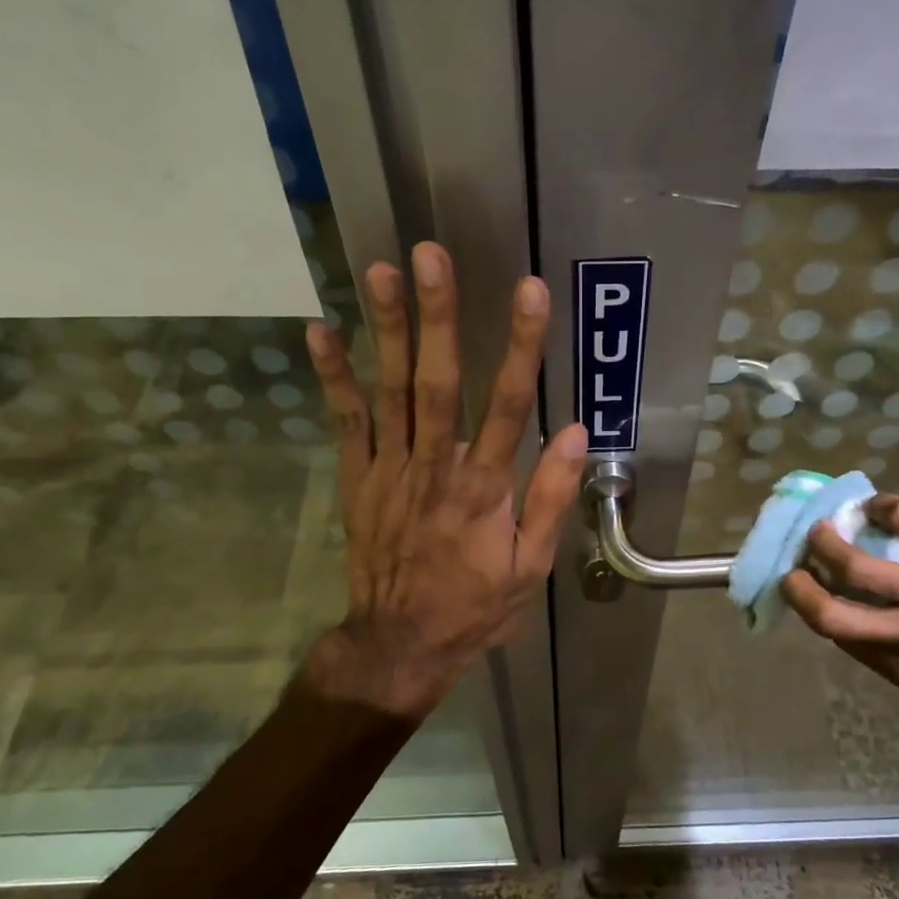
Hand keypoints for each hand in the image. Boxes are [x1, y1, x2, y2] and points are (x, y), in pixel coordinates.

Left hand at [300, 242, 588, 721]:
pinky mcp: (358, 478)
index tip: (529, 292)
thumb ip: (551, 498)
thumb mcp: (530, 566)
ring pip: (389, 391)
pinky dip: (333, 376)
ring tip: (382, 270)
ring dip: (385, 329)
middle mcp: (434, 468)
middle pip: (437, 383)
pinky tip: (321, 330)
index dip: (519, 346)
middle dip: (436, 316)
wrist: (399, 643)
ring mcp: (389, 470)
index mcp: (484, 490)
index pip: (507, 406)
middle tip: (431, 255)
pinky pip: (345, 422)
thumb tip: (577, 432)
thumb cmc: (474, 605)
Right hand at [781, 496, 898, 708]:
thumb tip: (860, 614)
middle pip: (830, 614)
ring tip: (824, 528)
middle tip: (794, 568)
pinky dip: (883, 507)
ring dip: (826, 541)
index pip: (841, 640)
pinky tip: (879, 506)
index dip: (816, 612)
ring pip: (855, 564)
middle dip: (799, 588)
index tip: (809, 593)